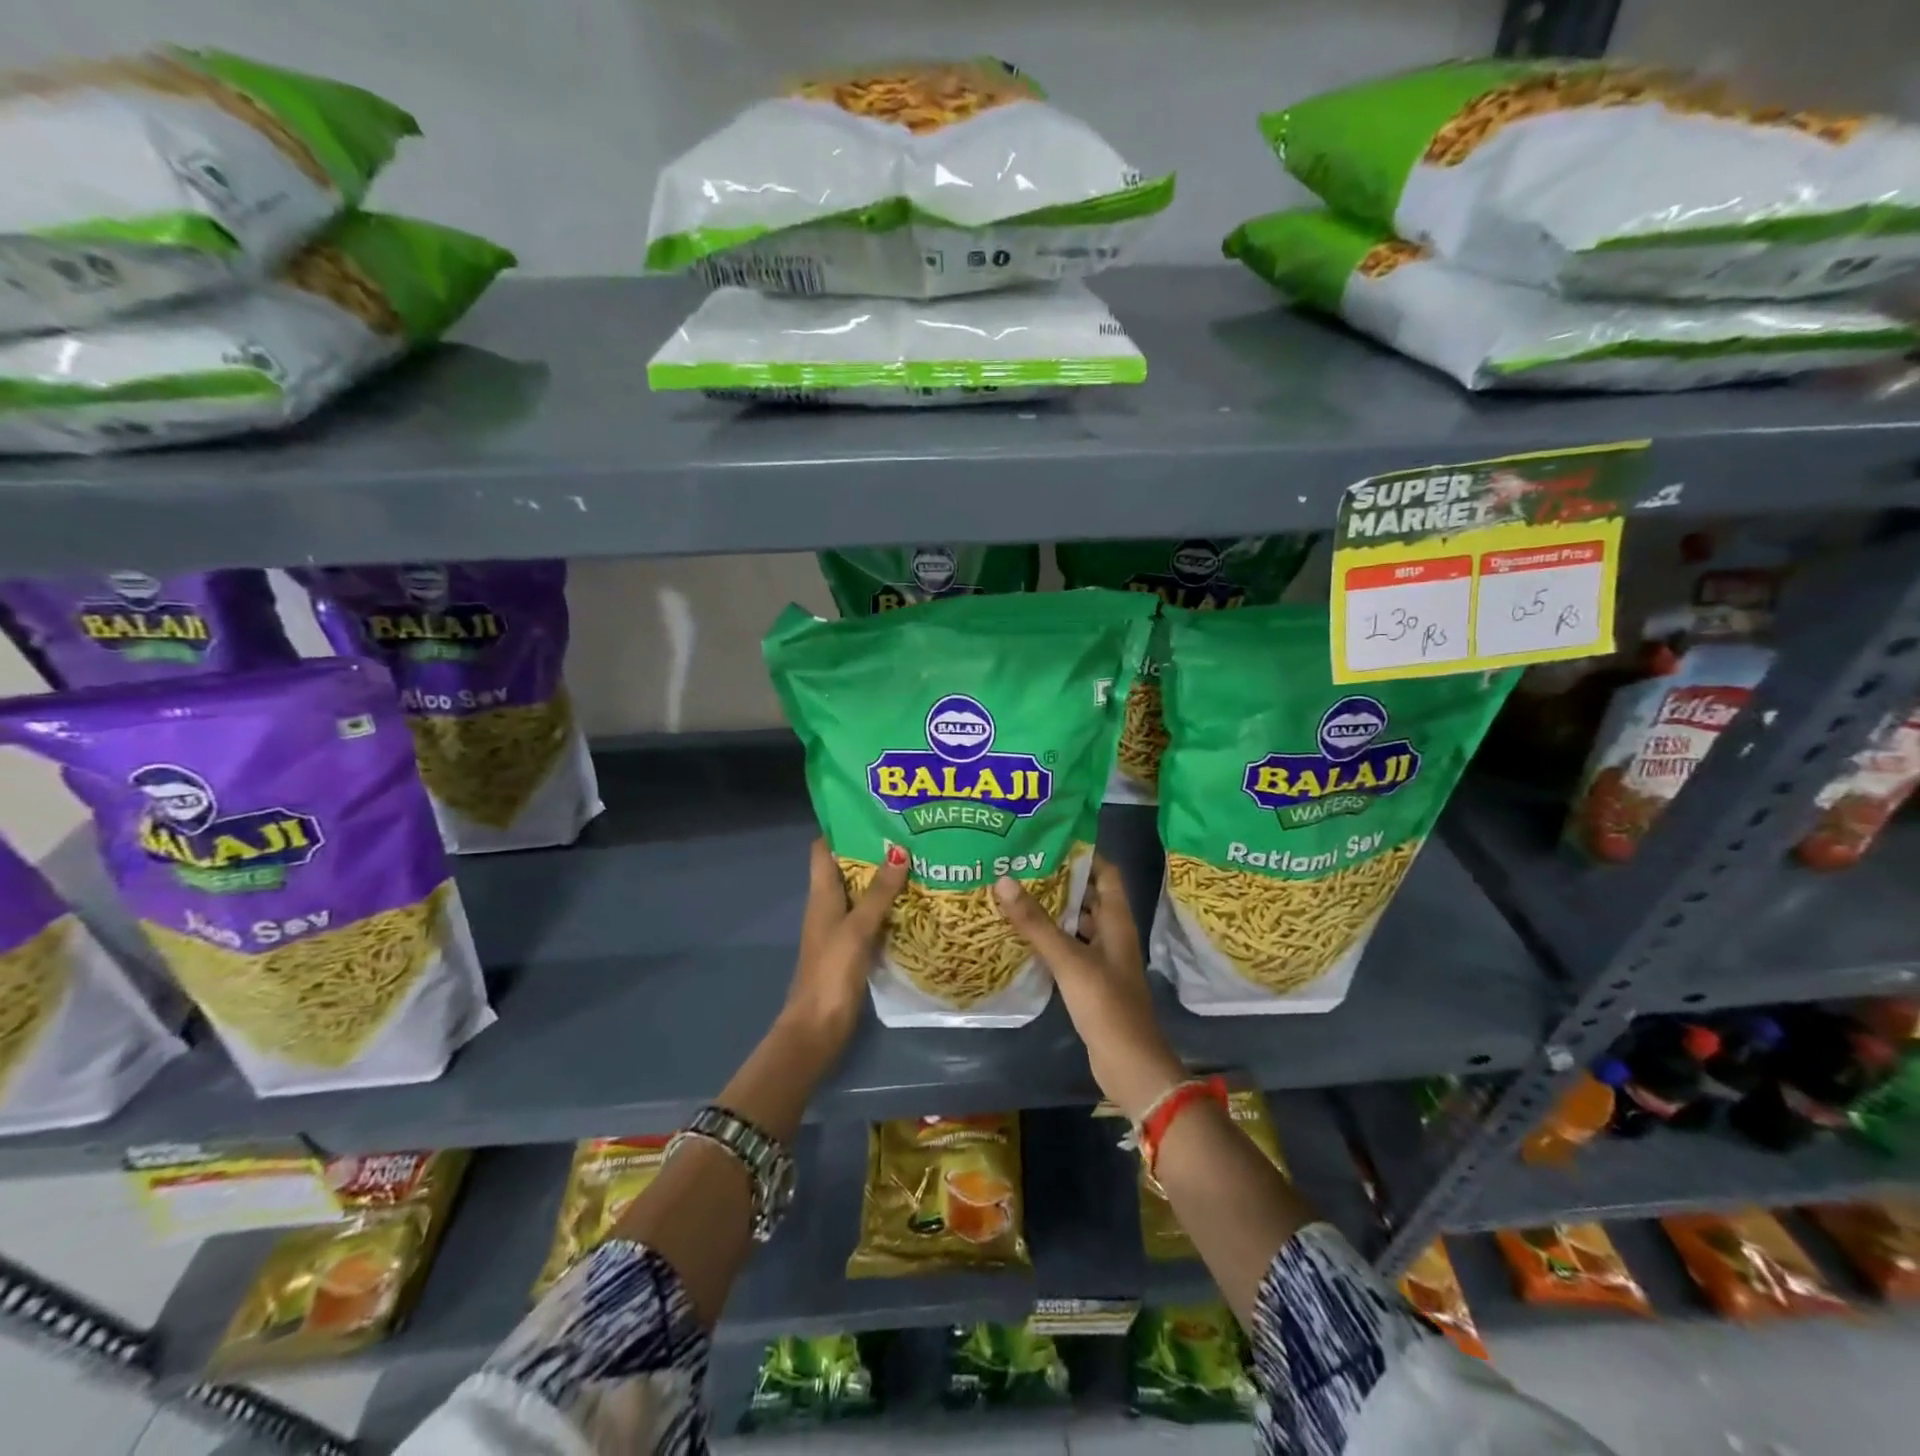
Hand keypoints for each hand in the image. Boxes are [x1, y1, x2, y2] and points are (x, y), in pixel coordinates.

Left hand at [784, 838, 907, 1049]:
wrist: (818, 1026)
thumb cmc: (831, 971)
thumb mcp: (857, 928)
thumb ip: (878, 892)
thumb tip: (899, 850)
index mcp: (821, 894)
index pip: (823, 849)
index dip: (842, 827)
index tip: (871, 811)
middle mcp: (828, 905)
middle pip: (846, 866)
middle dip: (872, 849)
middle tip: (908, 832)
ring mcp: (840, 927)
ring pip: (861, 891)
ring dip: (883, 878)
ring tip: (918, 859)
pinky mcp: (853, 947)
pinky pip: (872, 916)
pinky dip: (888, 905)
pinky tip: (914, 901)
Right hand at [993, 855, 1184, 1118]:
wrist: (1130, 1066)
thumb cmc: (1106, 1005)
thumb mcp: (1069, 960)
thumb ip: (1036, 923)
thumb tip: (1003, 879)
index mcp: (1116, 921)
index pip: (1106, 872)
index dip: (1084, 853)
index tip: (1050, 839)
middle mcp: (1112, 934)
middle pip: (1088, 895)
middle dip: (1060, 879)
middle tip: (1022, 864)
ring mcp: (1103, 959)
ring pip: (1077, 923)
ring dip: (1053, 910)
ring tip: (1016, 893)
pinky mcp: (1091, 982)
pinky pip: (1070, 949)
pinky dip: (1051, 939)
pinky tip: (1023, 935)